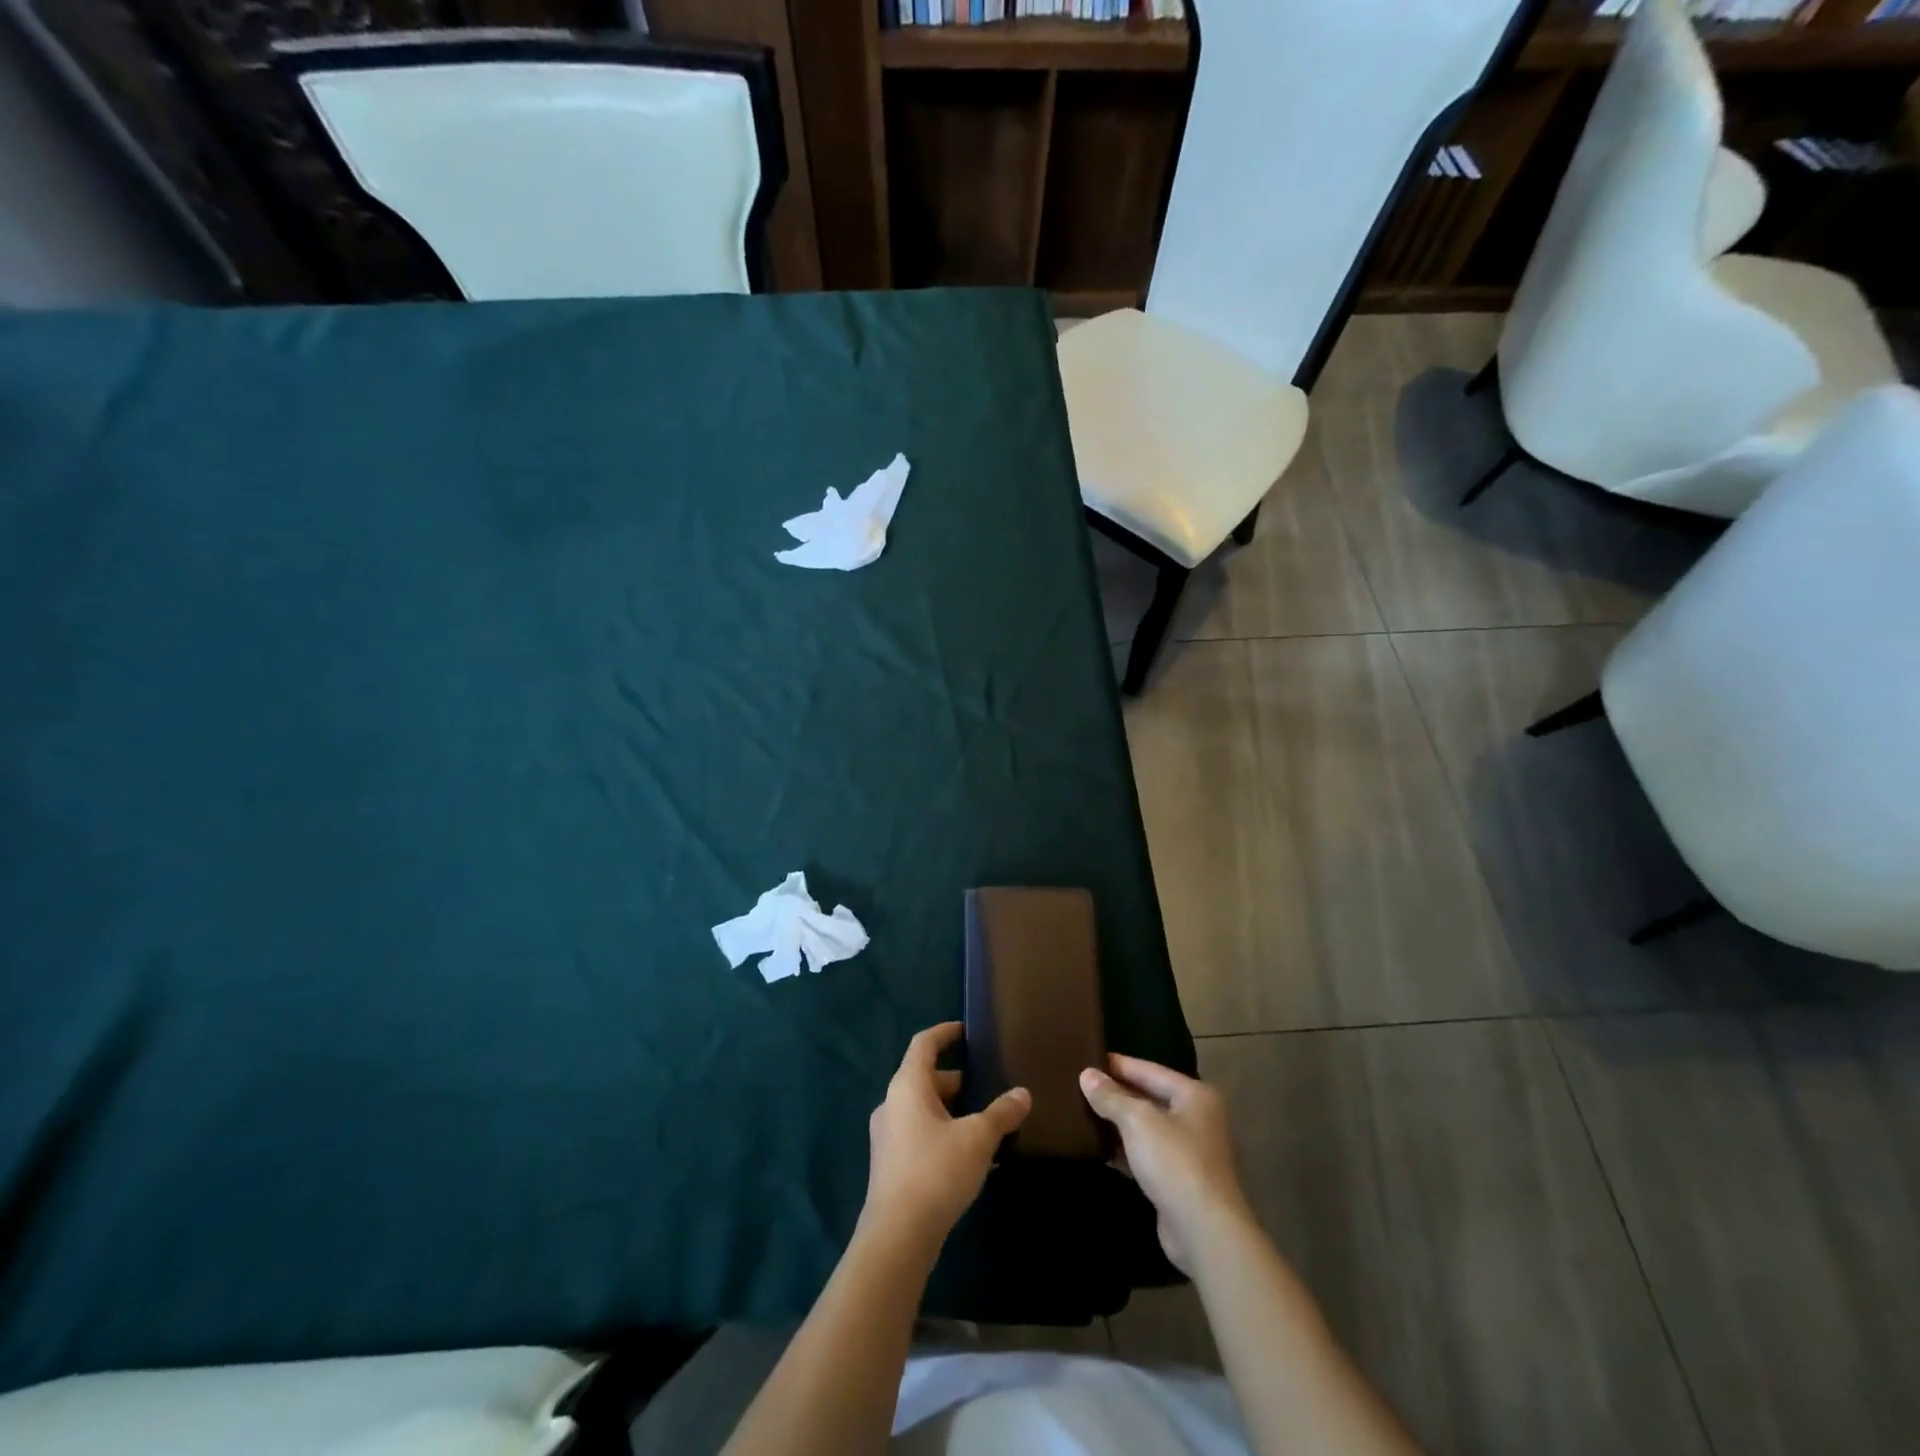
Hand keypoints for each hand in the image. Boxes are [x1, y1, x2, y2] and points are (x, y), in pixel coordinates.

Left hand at [862, 1022, 1030, 1256]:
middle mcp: (892, 1104)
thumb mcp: (978, 1138)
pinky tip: (971, 1156)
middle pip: (926, 1078)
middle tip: (989, 1085)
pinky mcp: (891, 1164)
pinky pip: (920, 1134)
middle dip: (958, 1081)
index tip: (965, 1030)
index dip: (945, 1033)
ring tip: (986, 1122)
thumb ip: (1002, 1113)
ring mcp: (888, 1136)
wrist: (897, 1237)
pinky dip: (944, 1133)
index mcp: (907, 1086)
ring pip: (924, 1109)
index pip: (924, 1044)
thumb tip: (1023, 1094)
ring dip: (952, 1111)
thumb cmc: (936, 1172)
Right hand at [1080, 1055, 1254, 1274]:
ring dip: (1117, 1122)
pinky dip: (1123, 1149)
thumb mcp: (1138, 1121)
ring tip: (1081, 1112)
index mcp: (1194, 1095)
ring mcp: (1187, 1150)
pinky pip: (1144, 1153)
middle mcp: (1195, 1118)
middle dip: (1116, 1093)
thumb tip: (1086, 1074)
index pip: (1149, 1070)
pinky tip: (1097, 1147)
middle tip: (1079, 1084)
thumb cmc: (1174, 1162)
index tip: (1086, 1057)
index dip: (1118, 1064)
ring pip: (1145, 1127)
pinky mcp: (1177, 1179)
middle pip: (1148, 1097)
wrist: (1203, 1231)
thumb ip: (1111, 1096)